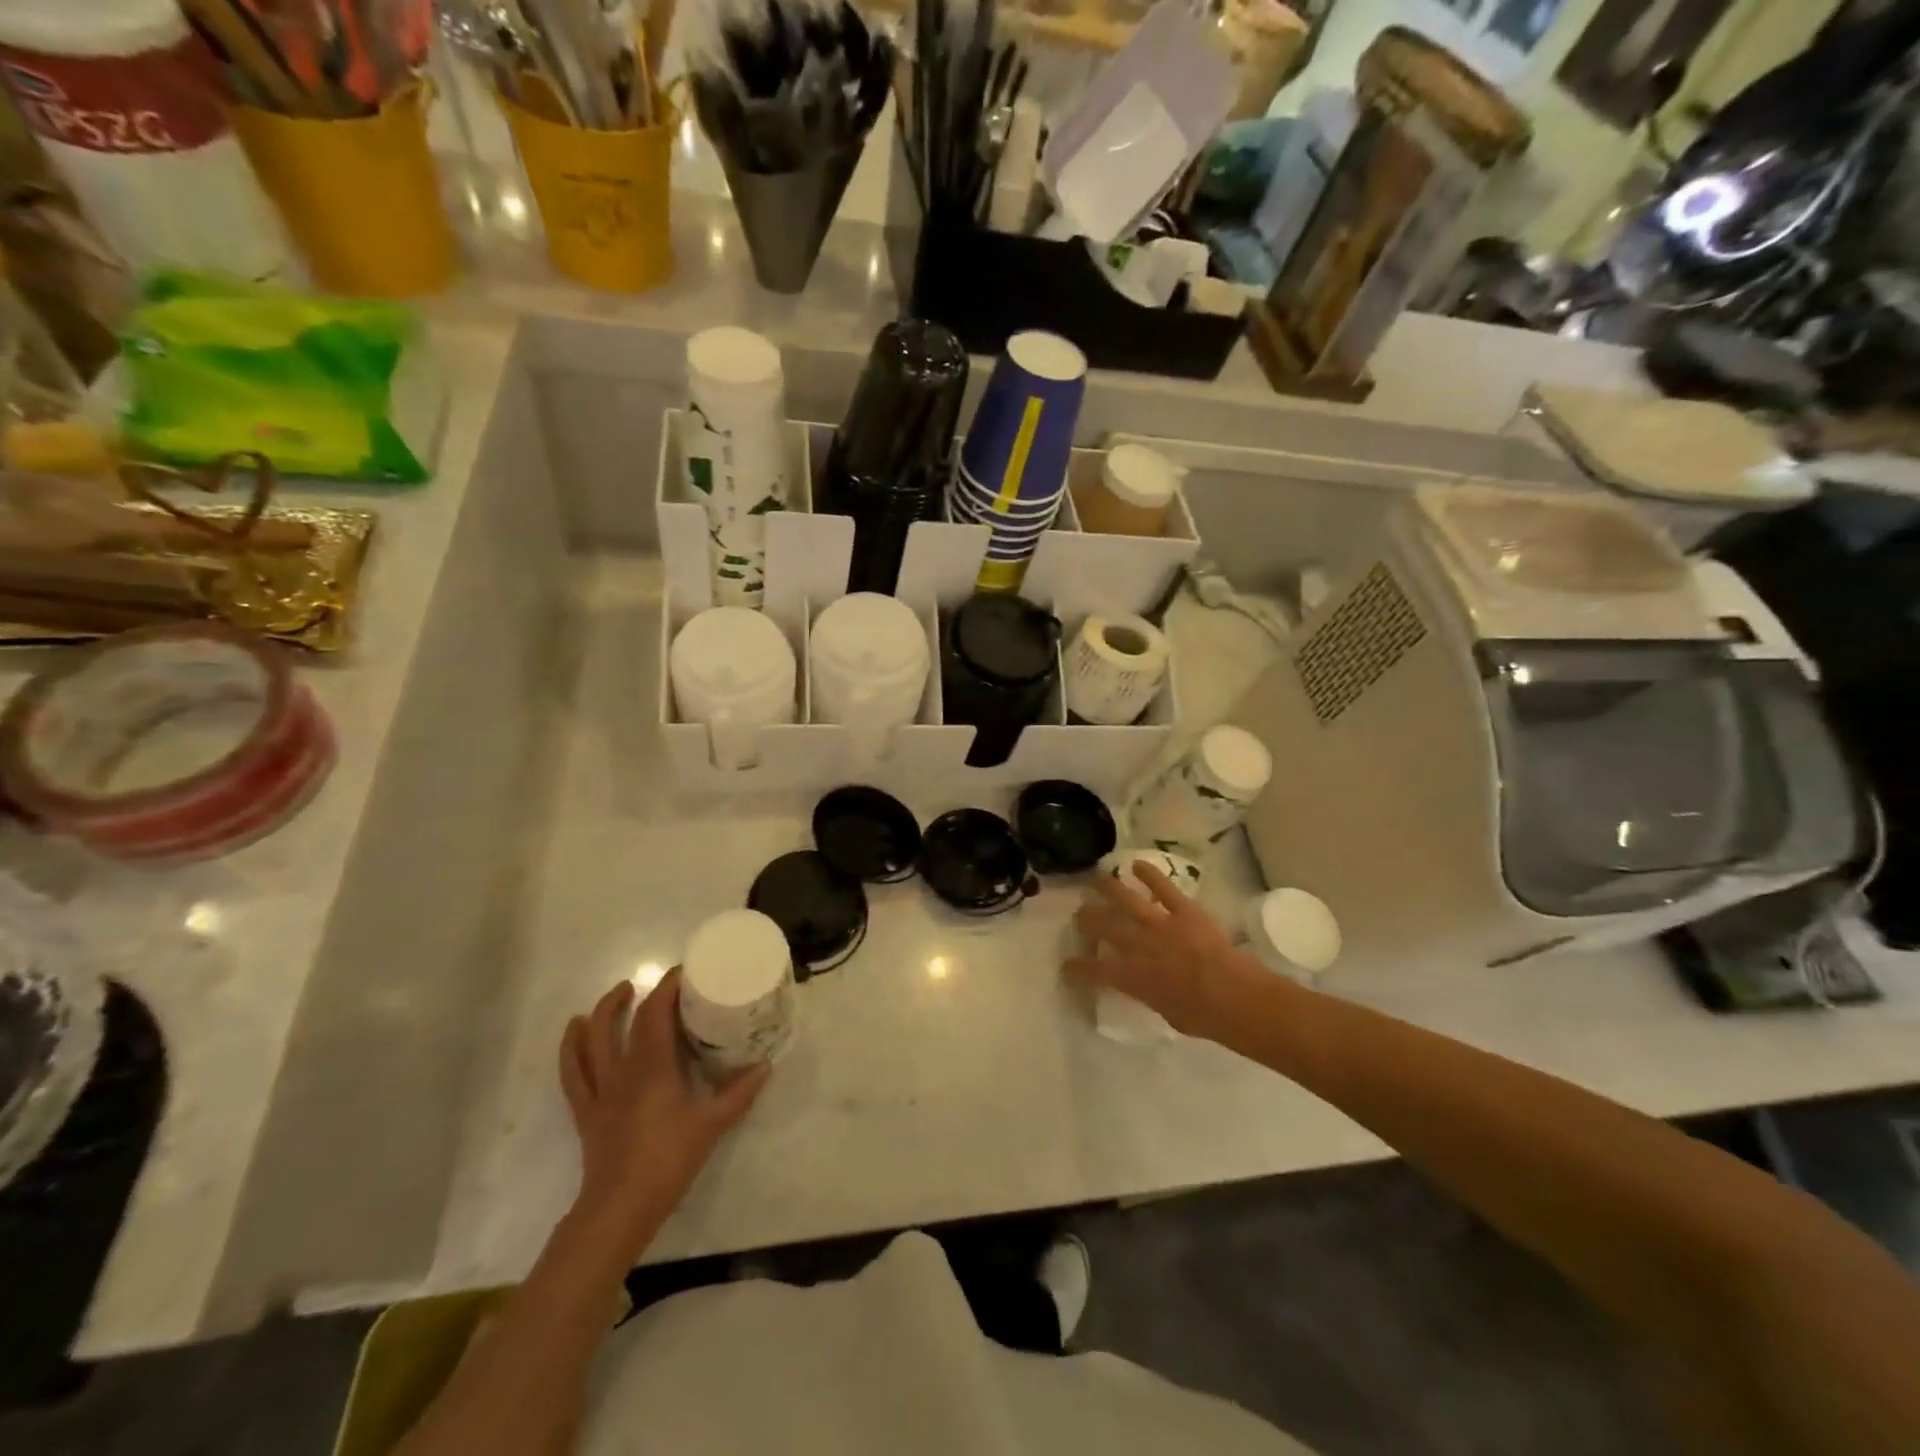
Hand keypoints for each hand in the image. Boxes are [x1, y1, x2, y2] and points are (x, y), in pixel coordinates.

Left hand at [559, 970, 769, 1263]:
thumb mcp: (712, 1125)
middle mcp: (621, 1071)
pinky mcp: (586, 1112)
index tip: (684, 972)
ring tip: (616, 997)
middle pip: (620, 1022)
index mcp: (652, 1067)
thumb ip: (739, 1093)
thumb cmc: (667, 1161)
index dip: (667, 987)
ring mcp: (599, 1091)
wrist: (619, 1209)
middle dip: (636, 996)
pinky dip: (571, 1049)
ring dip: (600, 1013)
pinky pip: (572, 1074)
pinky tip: (574, 1033)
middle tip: (653, 984)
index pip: (656, 1013)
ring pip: (589, 1042)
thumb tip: (766, 1065)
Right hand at [1064, 863, 1266, 1040]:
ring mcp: (1162, 924)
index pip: (1096, 970)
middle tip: (1079, 914)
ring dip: (1109, 888)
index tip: (1066, 967)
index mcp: (1133, 977)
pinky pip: (1164, 889)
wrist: (1238, 998)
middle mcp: (1140, 946)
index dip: (1077, 968)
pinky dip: (1150, 874)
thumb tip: (1142, 986)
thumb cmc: (1204, 1017)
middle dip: (1087, 920)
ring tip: (1096, 877)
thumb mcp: (1166, 1013)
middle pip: (1105, 927)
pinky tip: (1136, 864)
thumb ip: (1149, 994)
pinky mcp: (1185, 911)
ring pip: (1127, 901)